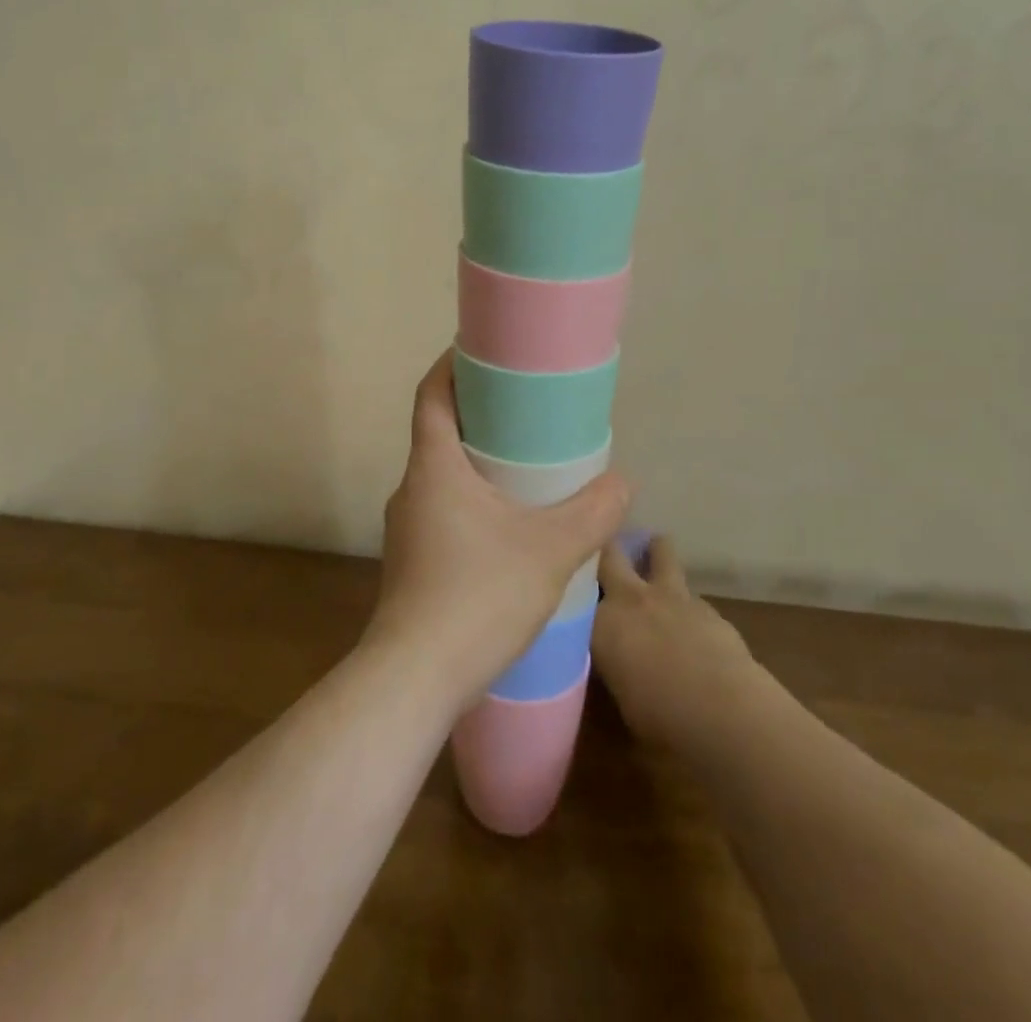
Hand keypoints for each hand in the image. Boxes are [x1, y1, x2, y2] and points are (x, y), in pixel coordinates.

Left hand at [365, 350, 630, 710]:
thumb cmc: (477, 596)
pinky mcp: (413, 560)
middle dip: (477, 415)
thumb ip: (592, 513)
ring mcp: (407, 527)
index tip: (482, 351)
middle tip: (523, 410)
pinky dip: (472, 499)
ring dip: (476, 462)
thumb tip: (623, 482)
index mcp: (432, 467)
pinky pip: (443, 510)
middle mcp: (411, 488)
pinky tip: (507, 526)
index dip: (451, 365)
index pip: (431, 394)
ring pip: (442, 475)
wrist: (415, 678)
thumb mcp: (549, 550)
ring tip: (524, 467)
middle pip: (438, 432)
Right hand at [592, 534, 766, 750]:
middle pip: (612, 553)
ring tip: (652, 558)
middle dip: (608, 549)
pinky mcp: (707, 606)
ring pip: (660, 551)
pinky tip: (689, 623)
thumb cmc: (661, 717)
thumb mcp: (620, 695)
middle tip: (605, 554)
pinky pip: (689, 593)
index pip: (580, 590)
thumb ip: (613, 664)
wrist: (725, 712)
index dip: (578, 584)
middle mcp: (632, 597)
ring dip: (655, 553)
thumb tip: (616, 660)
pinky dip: (685, 602)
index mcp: (602, 621)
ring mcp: (672, 596)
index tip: (573, 583)